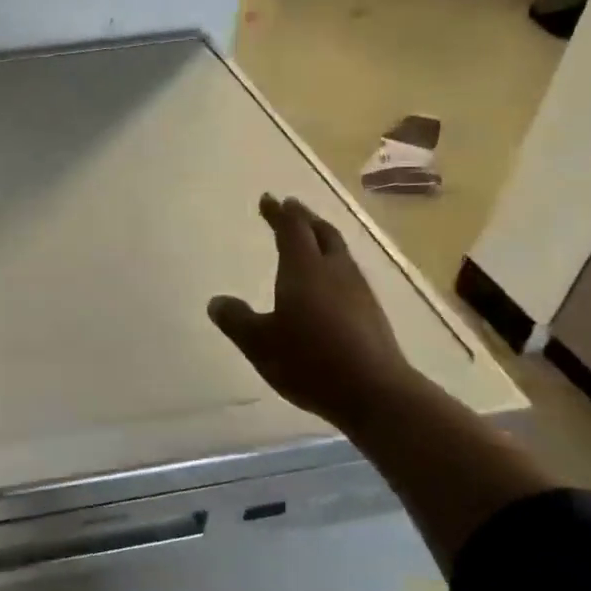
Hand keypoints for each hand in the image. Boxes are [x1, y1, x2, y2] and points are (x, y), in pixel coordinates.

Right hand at [207, 194, 418, 430]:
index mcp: (304, 270)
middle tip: (291, 209)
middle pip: (321, 233)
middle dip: (304, 218)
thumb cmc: (309, 361)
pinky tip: (330, 281)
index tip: (268, 198)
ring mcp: (358, 290)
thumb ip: (236, 320)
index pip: (291, 229)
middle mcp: (334, 271)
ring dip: (322, 238)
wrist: (374, 391)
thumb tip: (217, 302)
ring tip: (310, 238)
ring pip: (339, 252)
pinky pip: (348, 273)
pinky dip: (333, 263)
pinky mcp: (370, 311)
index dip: (278, 213)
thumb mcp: (259, 343)